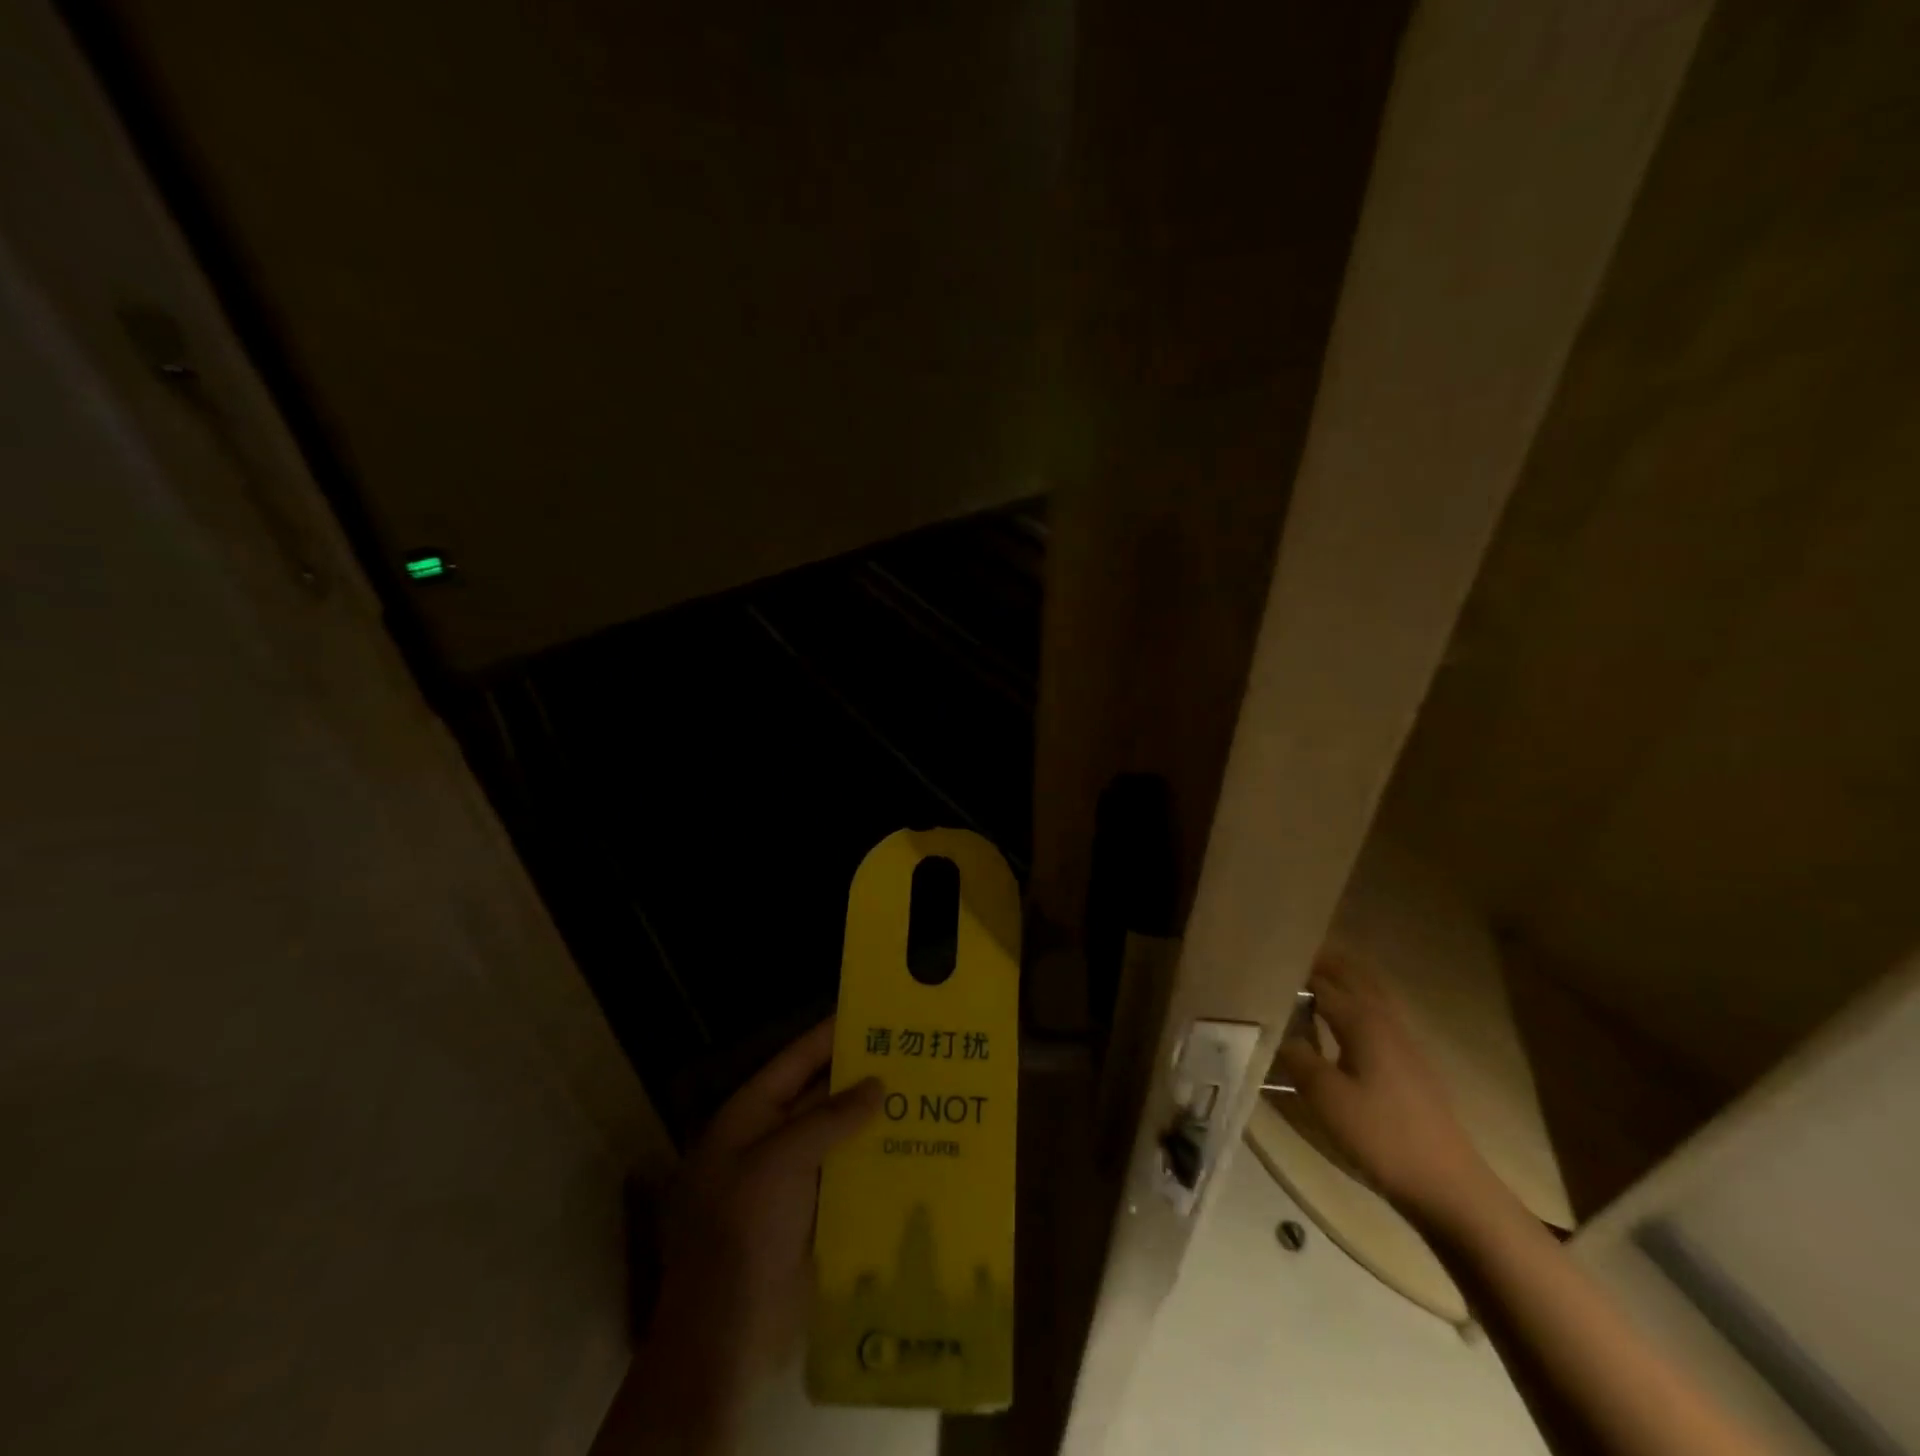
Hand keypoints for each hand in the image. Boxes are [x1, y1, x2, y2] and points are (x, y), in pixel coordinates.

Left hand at [628, 1021, 881, 1448]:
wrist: (725, 1337)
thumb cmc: (741, 1233)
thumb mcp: (778, 1163)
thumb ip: (827, 1119)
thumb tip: (876, 1085)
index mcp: (748, 1118)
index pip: (794, 1061)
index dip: (828, 1035)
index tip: (869, 1011)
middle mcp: (768, 1142)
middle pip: (819, 1096)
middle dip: (860, 1077)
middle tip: (910, 1052)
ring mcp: (790, 1181)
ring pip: (838, 1136)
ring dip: (873, 1120)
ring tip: (923, 1094)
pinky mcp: (812, 1215)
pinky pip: (847, 1175)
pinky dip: (875, 1161)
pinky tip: (914, 1149)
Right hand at [1276, 953, 1497, 1224]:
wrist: (1449, 1186)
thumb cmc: (1382, 1136)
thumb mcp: (1326, 1098)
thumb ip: (1297, 1057)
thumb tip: (1276, 1031)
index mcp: (1363, 1021)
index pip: (1321, 981)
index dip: (1292, 971)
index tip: (1262, 962)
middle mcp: (1385, 1020)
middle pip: (1353, 976)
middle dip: (1323, 961)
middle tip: (1286, 957)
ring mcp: (1403, 1042)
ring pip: (1370, 993)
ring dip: (1342, 978)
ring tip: (1308, 979)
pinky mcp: (1409, 1064)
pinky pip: (1376, 1014)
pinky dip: (1354, 1002)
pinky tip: (1337, 1023)